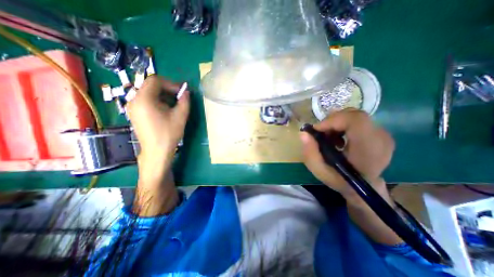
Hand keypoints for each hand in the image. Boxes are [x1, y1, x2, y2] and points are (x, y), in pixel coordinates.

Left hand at [126, 75, 189, 166]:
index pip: (155, 80)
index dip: (170, 83)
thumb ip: (185, 101)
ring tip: (174, 105)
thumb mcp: (180, 116)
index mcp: (144, 99)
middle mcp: (134, 100)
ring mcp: (133, 107)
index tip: (181, 92)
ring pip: (148, 93)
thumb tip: (186, 92)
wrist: (157, 151)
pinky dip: (157, 101)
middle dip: (167, 89)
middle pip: (151, 85)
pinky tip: (166, 111)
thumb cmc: (168, 133)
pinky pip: (146, 100)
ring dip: (163, 95)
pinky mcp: (135, 113)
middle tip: (179, 98)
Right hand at [299, 108, 396, 198]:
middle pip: (353, 115)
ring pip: (354, 115)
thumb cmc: (341, 181)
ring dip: (336, 123)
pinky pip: (357, 120)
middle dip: (331, 121)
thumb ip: (310, 153)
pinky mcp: (380, 133)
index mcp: (368, 150)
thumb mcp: (320, 171)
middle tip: (321, 134)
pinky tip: (338, 139)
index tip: (317, 130)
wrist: (365, 188)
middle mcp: (380, 138)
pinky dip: (343, 125)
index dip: (333, 120)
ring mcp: (383, 134)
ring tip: (329, 138)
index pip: (355, 120)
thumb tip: (304, 133)